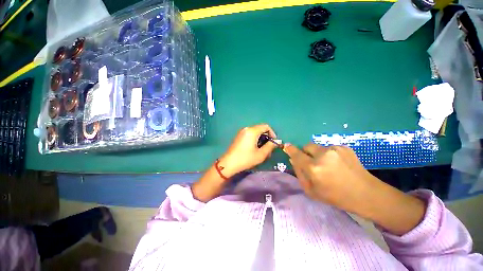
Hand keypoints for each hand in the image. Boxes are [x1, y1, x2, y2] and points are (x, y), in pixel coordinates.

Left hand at [220, 124, 277, 176]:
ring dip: (261, 138)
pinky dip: (255, 139)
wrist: (229, 163)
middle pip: (260, 128)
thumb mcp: (261, 154)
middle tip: (268, 147)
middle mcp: (247, 129)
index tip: (273, 142)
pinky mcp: (239, 136)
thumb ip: (270, 146)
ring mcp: (242, 132)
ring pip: (255, 132)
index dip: (272, 133)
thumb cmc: (246, 159)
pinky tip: (255, 148)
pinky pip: (250, 134)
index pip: (266, 126)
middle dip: (267, 137)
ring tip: (262, 149)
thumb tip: (277, 141)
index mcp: (252, 131)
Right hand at [283, 143, 424, 234]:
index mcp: (314, 168)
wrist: (366, 194)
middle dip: (305, 152)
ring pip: (318, 147)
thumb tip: (293, 159)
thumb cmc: (335, 196)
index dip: (290, 149)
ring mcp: (335, 149)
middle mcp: (323, 155)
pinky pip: (329, 148)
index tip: (287, 146)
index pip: (297, 154)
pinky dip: (328, 155)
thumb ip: (299, 173)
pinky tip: (337, 164)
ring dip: (318, 154)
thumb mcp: (311, 191)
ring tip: (328, 166)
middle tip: (311, 162)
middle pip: (307, 146)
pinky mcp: (344, 147)